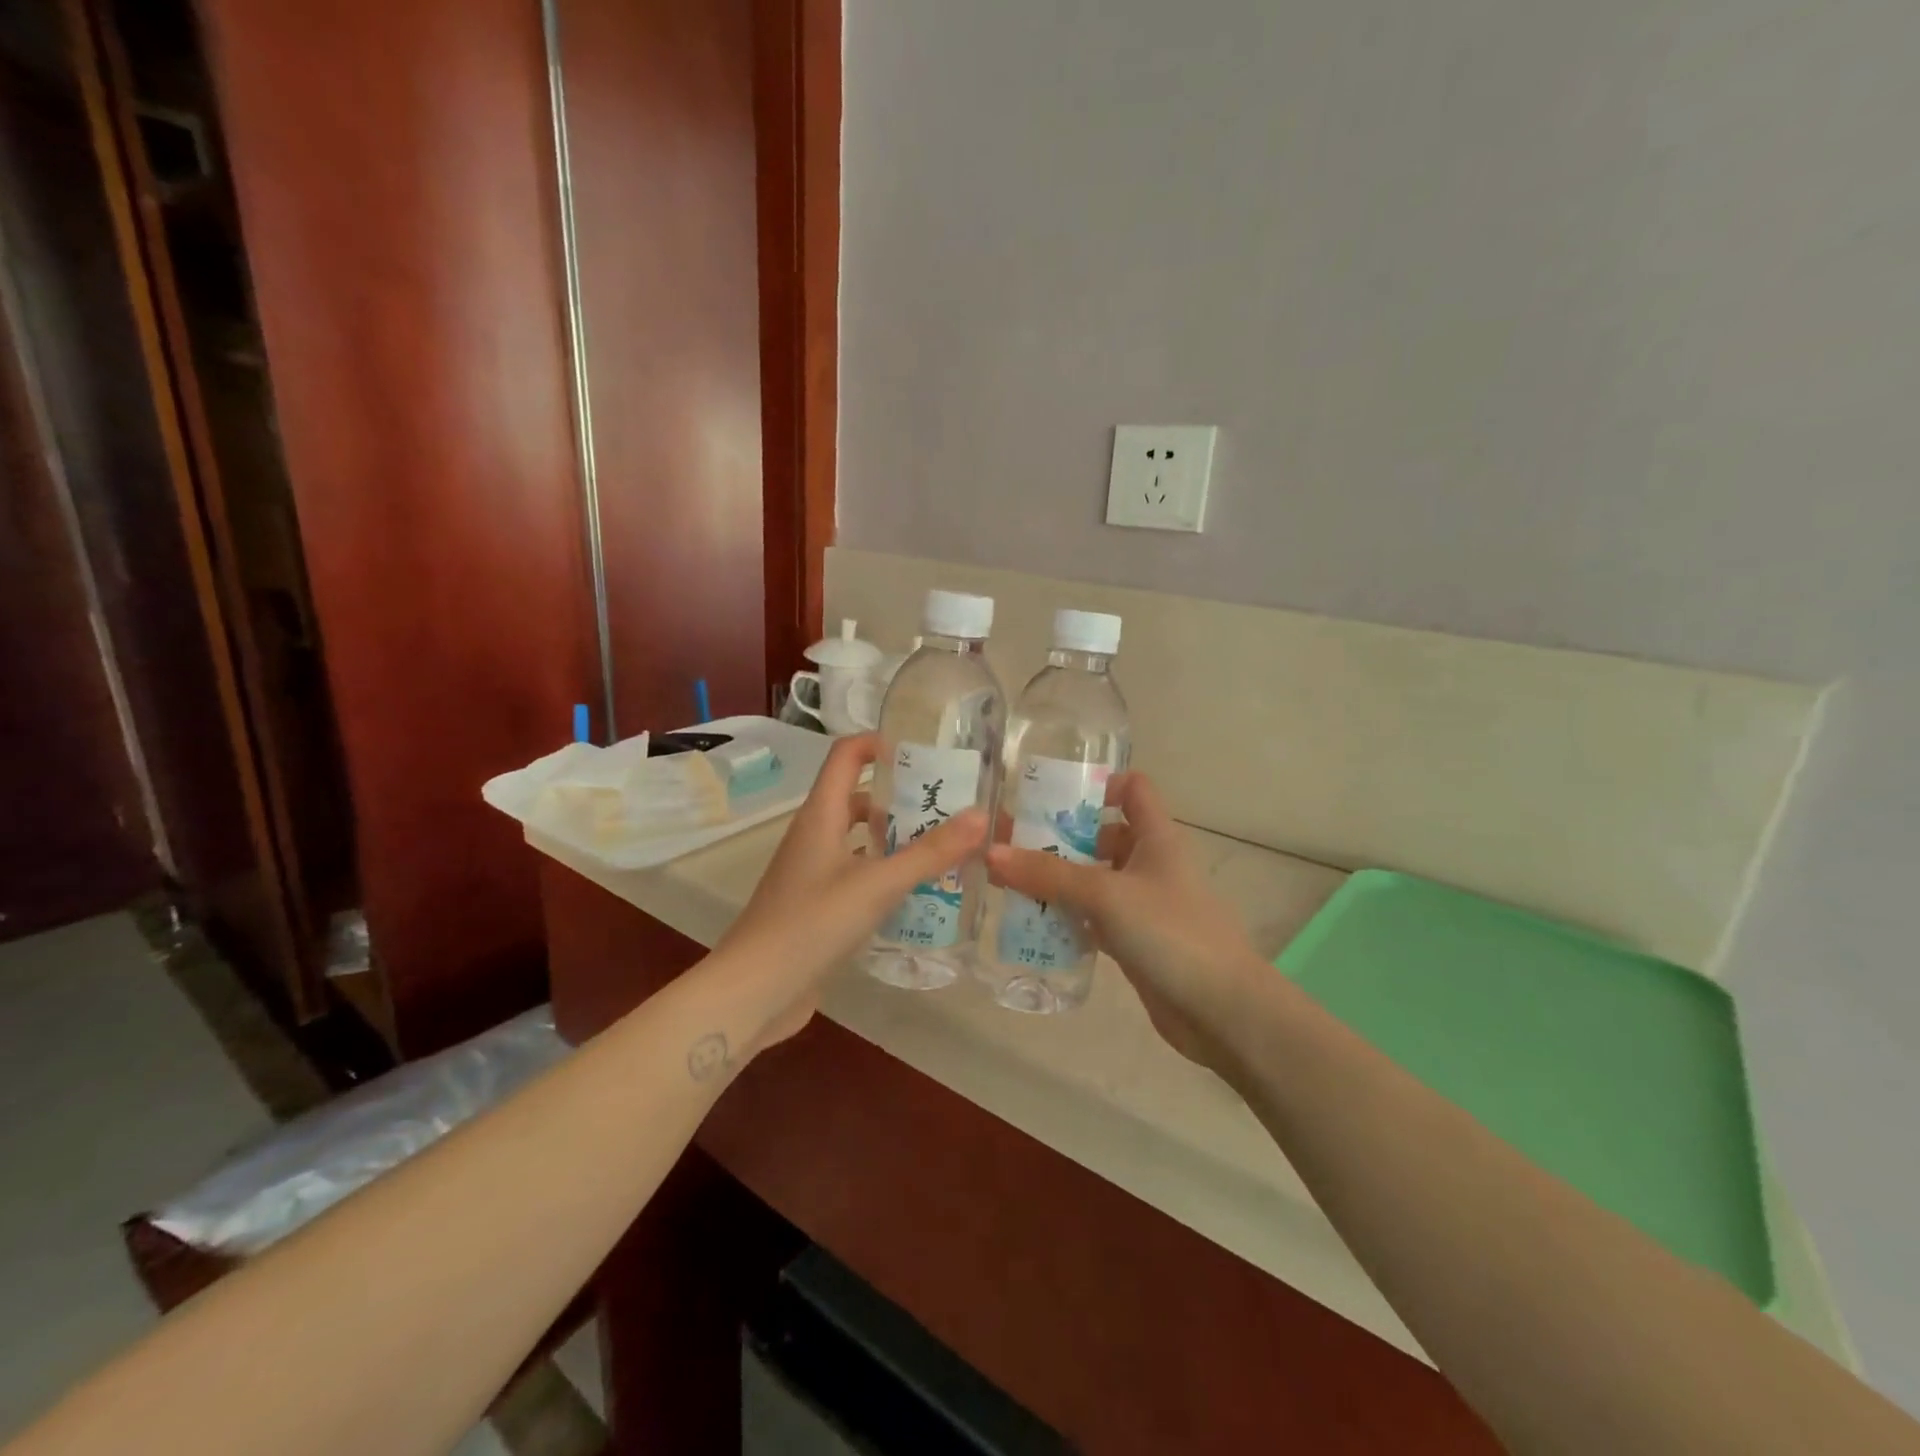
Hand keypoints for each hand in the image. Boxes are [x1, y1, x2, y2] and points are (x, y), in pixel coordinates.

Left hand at [719, 733, 985, 1049]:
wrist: (754, 991)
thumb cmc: (811, 924)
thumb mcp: (877, 884)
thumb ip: (930, 853)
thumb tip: (981, 816)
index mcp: (820, 816)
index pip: (845, 756)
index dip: (878, 744)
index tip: (922, 753)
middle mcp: (814, 836)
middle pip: (856, 798)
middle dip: (899, 797)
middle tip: (948, 806)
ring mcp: (812, 873)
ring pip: (857, 840)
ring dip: (894, 838)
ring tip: (943, 847)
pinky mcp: (817, 906)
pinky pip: (856, 874)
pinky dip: (884, 873)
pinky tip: (916, 892)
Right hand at [986, 772, 1258, 1065]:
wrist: (1222, 1010)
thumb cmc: (1171, 933)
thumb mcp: (1106, 894)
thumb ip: (1048, 874)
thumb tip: (992, 852)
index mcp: (1157, 837)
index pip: (1133, 788)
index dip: (1098, 784)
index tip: (1051, 796)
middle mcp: (1150, 863)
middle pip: (1102, 835)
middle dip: (1059, 837)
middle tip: (1010, 844)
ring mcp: (1143, 904)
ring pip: (1094, 879)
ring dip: (1057, 880)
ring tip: (1008, 882)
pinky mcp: (1135, 940)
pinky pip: (1093, 917)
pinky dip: (1068, 917)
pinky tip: (1032, 922)